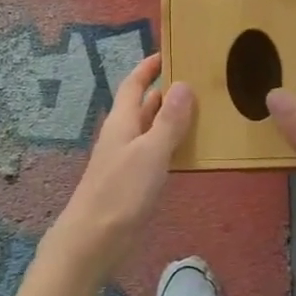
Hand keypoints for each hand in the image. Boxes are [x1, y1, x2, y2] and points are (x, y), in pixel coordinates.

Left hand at [47, 54, 193, 275]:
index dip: (148, 68)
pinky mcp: (132, 183)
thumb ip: (168, 120)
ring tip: (202, 111)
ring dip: (171, 119)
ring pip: (150, 130)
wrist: (92, 242)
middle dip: (166, 92)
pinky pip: (154, 154)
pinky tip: (190, 152)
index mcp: (122, 121)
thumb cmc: (121, 191)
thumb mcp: (151, 152)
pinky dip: (171, 146)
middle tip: (197, 81)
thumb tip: (184, 84)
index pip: (134, 84)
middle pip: (143, 105)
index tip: (168, 54)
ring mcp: (126, 160)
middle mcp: (122, 135)